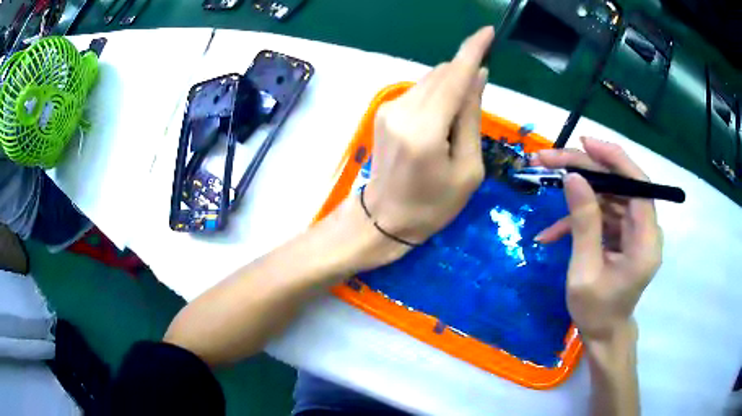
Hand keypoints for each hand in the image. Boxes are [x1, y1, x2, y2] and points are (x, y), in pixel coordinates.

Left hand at [363, 27, 493, 244]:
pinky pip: (418, 91)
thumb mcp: (468, 169)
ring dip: (450, 87)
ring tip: (455, 122)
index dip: (473, 50)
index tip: (488, 32)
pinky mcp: (383, 111)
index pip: (454, 77)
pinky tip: (439, 122)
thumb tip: (478, 76)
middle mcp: (402, 111)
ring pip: (429, 80)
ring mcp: (388, 109)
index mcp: (425, 130)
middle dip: (465, 75)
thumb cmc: (433, 205)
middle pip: (441, 74)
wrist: (384, 219)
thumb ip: (471, 117)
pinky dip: (436, 96)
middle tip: (477, 102)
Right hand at [533, 138, 661, 341]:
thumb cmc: (596, 312)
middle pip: (620, 185)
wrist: (603, 334)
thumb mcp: (585, 272)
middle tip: (549, 158)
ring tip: (546, 179)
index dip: (614, 159)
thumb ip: (583, 224)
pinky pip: (603, 215)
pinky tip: (552, 232)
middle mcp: (646, 230)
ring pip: (609, 195)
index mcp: (646, 242)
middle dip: (585, 169)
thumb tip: (573, 177)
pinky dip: (579, 218)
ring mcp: (634, 232)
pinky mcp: (623, 235)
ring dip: (578, 189)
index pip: (638, 185)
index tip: (584, 143)